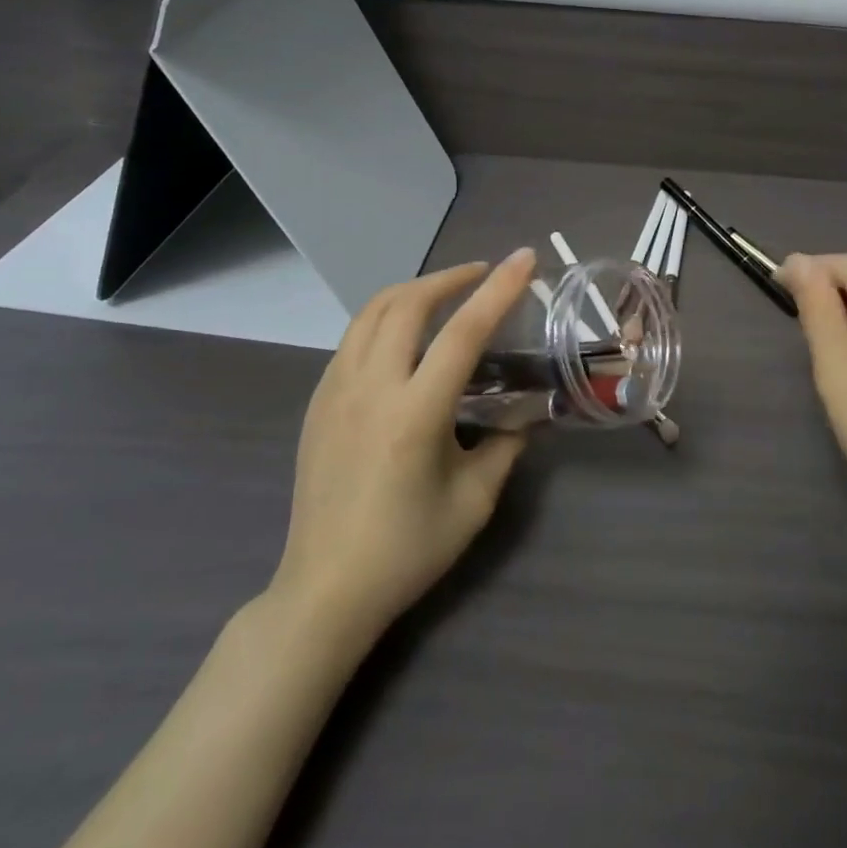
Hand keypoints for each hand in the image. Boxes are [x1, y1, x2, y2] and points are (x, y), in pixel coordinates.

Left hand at [268, 249, 538, 641]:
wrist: (325, 589)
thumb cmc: (407, 550)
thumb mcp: (473, 501)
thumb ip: (506, 446)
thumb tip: (528, 413)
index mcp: (415, 413)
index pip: (463, 332)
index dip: (498, 289)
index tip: (523, 258)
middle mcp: (371, 389)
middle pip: (408, 304)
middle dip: (449, 278)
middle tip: (482, 274)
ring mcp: (336, 391)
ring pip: (371, 312)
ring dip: (413, 291)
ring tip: (444, 293)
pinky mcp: (318, 402)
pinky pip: (354, 338)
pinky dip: (384, 318)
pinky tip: (404, 336)